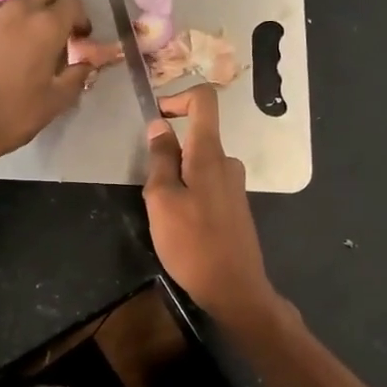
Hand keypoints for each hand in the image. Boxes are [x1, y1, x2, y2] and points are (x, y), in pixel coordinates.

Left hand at [0, 0, 97, 168]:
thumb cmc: (15, 114)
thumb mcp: (56, 101)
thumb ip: (77, 75)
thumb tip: (87, 64)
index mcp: (47, 26)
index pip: (74, 2)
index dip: (81, 19)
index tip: (79, 39)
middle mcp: (18, 10)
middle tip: (58, 26)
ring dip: (28, 12)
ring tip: (24, 43)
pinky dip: (1, 28)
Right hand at [144, 85, 278, 326]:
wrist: (234, 288)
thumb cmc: (192, 243)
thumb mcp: (162, 199)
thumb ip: (160, 159)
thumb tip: (159, 125)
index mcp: (210, 154)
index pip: (204, 100)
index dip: (178, 98)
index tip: (156, 118)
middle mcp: (227, 162)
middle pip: (196, 137)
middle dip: (168, 154)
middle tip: (151, 190)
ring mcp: (234, 185)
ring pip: (198, 165)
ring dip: (176, 179)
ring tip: (164, 215)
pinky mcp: (235, 206)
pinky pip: (207, 185)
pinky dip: (189, 194)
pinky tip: (181, 227)